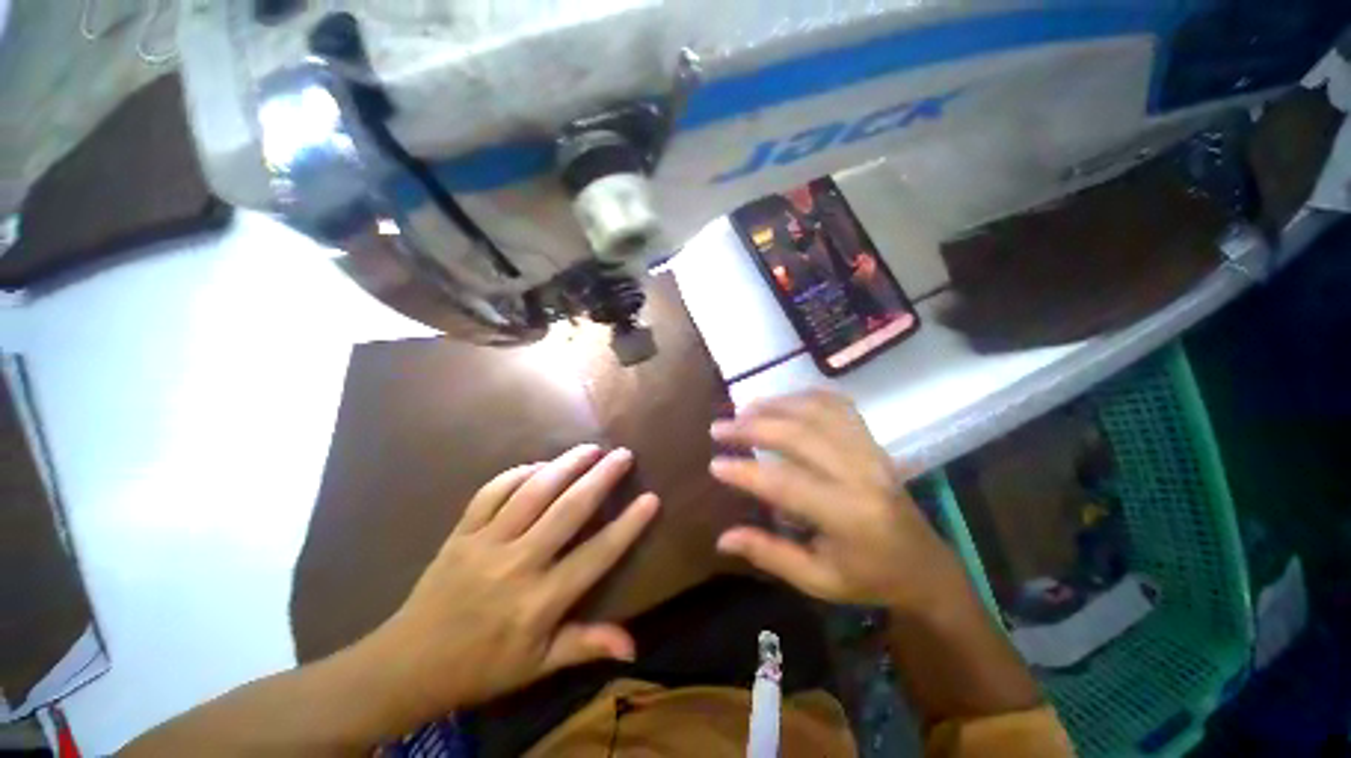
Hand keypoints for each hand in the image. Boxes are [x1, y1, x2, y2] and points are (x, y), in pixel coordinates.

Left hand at [360, 445, 658, 720]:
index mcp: (539, 602)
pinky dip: (519, 473)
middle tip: (623, 454)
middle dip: (601, 478)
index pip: (595, 556)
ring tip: (590, 448)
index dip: (627, 526)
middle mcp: (516, 565)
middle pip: (567, 511)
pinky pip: (492, 492)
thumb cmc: (482, 666)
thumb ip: (585, 646)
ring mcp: (485, 543)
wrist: (407, 664)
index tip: (651, 498)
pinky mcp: (461, 532)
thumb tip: (634, 646)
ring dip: (565, 465)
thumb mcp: (537, 665)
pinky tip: (540, 464)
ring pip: (532, 492)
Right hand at [710, 391, 965, 609]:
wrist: (925, 565)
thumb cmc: (869, 578)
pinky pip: (838, 406)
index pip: (786, 484)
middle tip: (719, 428)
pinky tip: (782, 401)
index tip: (715, 465)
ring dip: (775, 405)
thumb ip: (769, 554)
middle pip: (799, 436)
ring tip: (743, 409)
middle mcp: (861, 474)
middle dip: (753, 427)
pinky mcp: (873, 441)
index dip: (746, 472)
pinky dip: (805, 397)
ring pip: (817, 412)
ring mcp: (870, 451)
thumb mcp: (818, 580)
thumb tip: (722, 539)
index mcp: (848, 516)